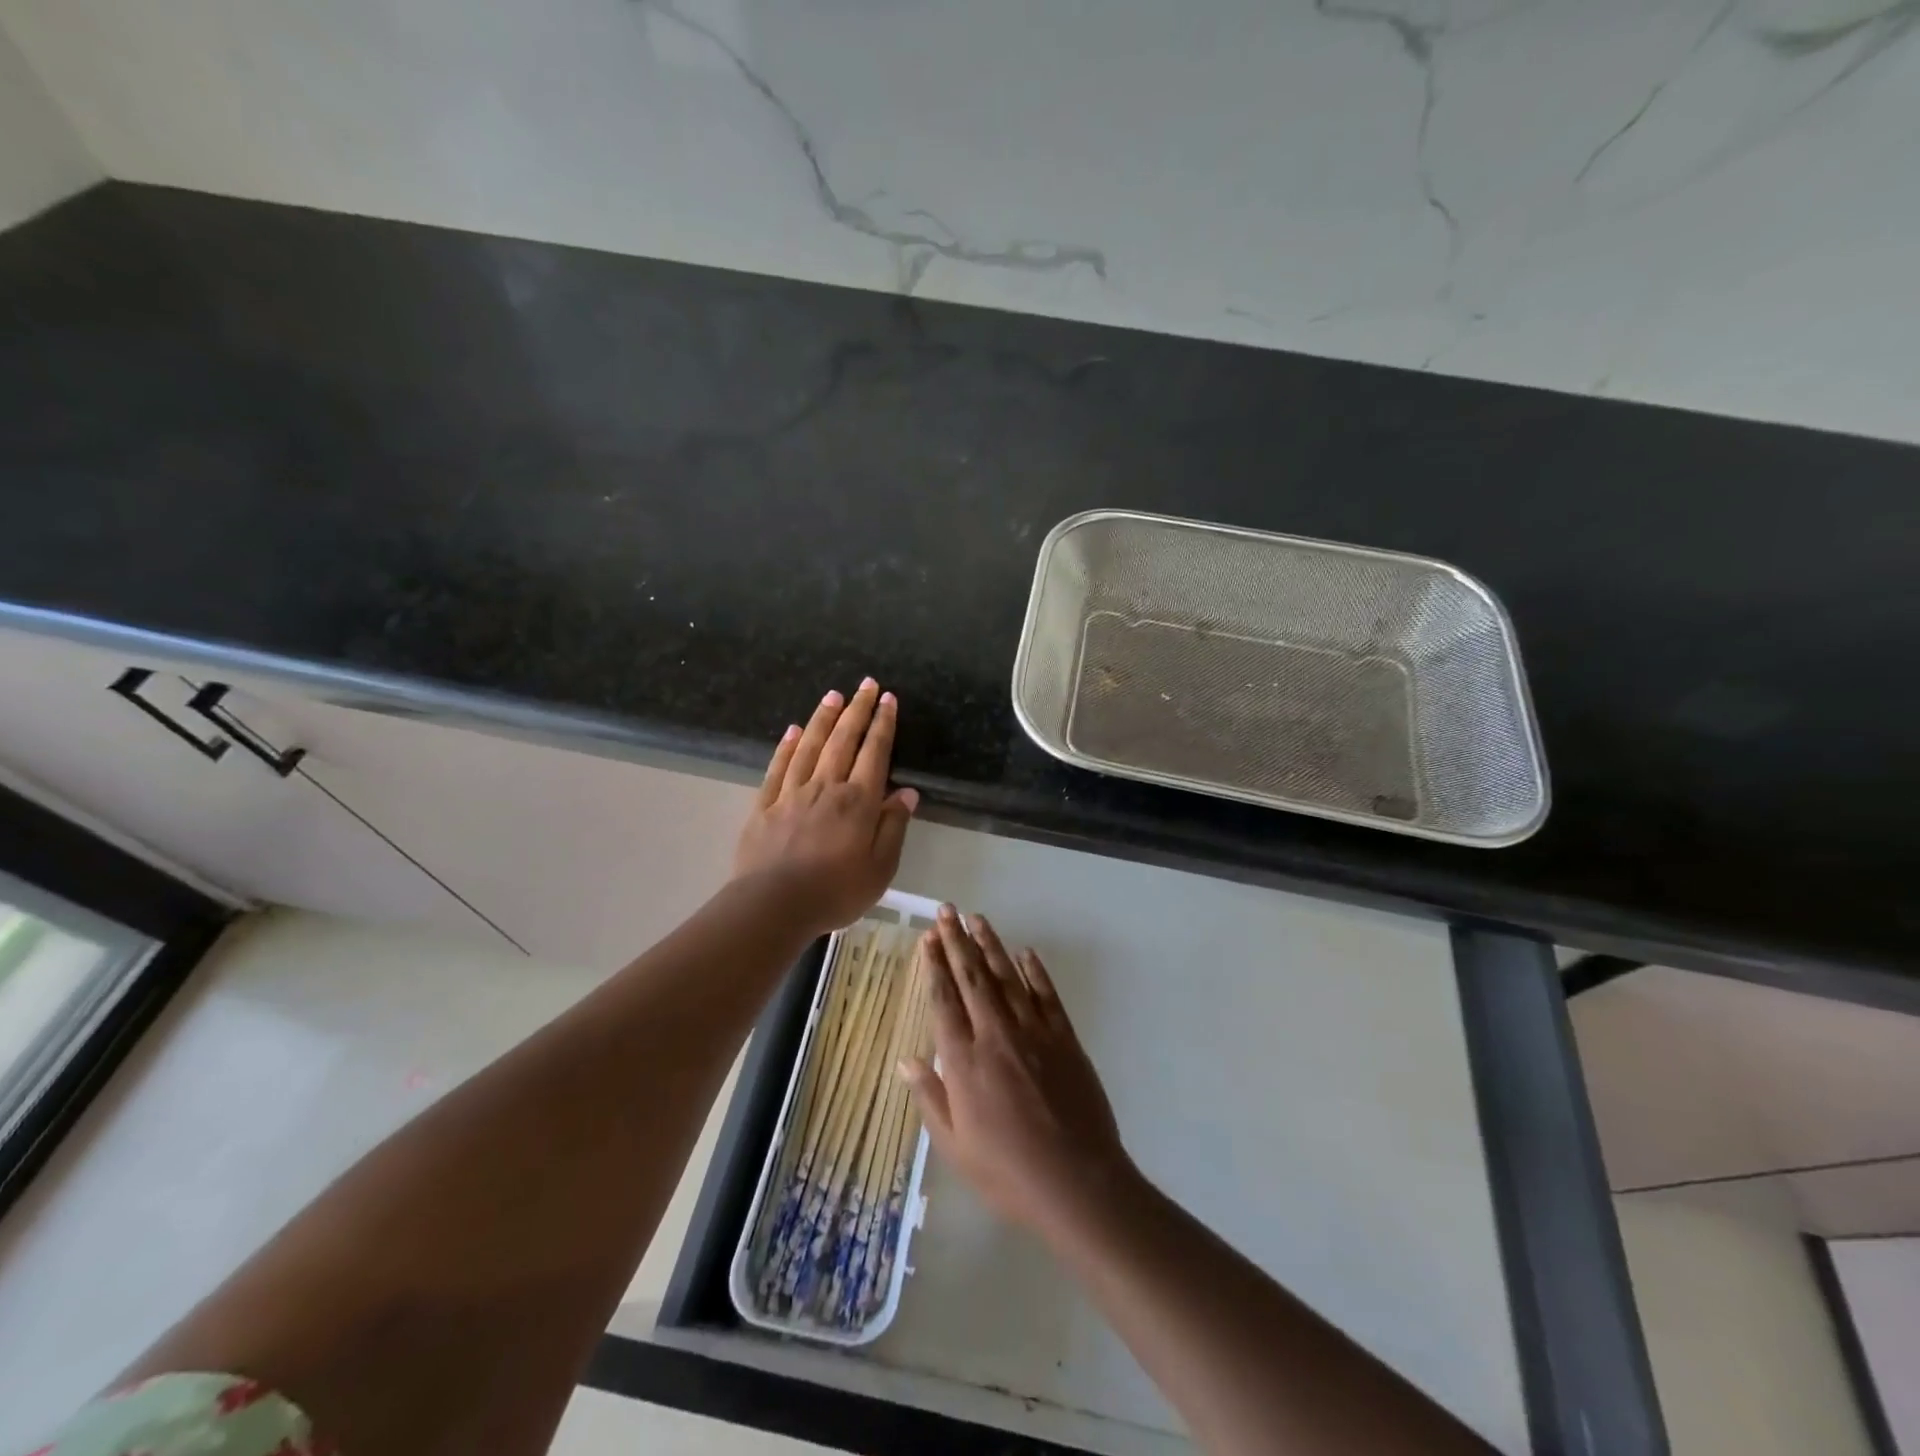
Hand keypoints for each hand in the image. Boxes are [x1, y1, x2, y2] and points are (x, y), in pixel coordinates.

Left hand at [734, 679, 919, 936]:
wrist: (773, 906)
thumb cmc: (835, 892)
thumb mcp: (880, 868)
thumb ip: (893, 827)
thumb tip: (906, 792)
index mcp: (858, 802)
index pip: (875, 753)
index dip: (883, 724)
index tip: (888, 699)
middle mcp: (826, 787)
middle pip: (843, 740)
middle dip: (857, 709)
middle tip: (866, 684)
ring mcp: (792, 793)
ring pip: (810, 746)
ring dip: (824, 719)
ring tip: (834, 696)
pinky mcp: (765, 805)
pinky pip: (778, 767)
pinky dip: (787, 746)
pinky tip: (792, 730)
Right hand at [901, 907, 1133, 1237]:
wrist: (1076, 1182)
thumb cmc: (1007, 1172)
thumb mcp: (955, 1146)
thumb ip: (931, 1097)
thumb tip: (907, 1060)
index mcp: (964, 1061)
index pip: (944, 1000)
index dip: (934, 966)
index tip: (928, 938)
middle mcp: (996, 1035)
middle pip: (972, 978)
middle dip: (957, 941)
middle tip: (947, 911)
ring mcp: (1034, 1032)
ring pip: (1007, 977)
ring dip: (991, 945)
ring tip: (977, 919)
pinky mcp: (1065, 1038)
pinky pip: (1046, 995)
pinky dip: (1034, 972)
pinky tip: (1026, 953)